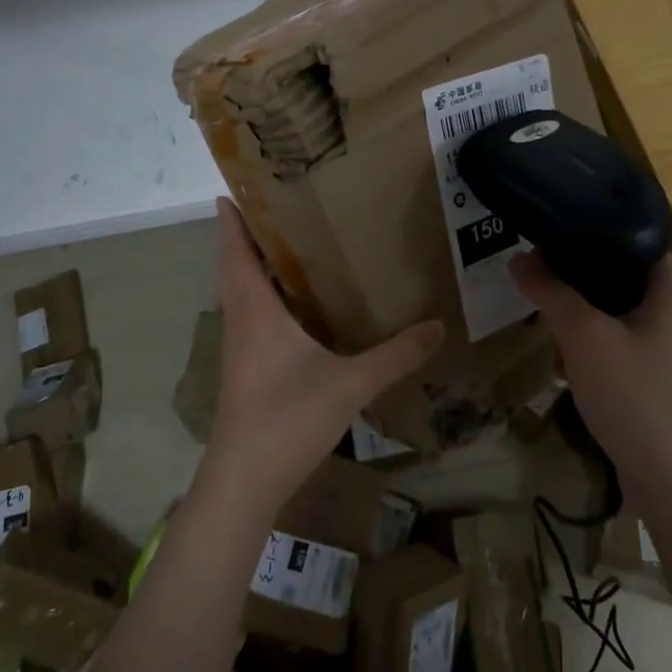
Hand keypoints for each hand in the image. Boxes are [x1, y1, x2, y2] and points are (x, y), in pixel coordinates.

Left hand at [199, 198, 441, 517]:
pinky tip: (295, 304)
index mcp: (256, 311)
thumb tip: (439, 326)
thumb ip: (396, 356)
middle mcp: (242, 321)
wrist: (243, 482)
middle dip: (246, 235)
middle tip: (275, 206)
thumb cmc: (287, 419)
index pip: (236, 252)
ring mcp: (240, 347)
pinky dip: (263, 296)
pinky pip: (250, 315)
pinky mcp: (245, 368)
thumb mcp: (350, 384)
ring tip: (289, 243)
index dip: (231, 220)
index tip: (232, 189)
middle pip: (235, 267)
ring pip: (241, 292)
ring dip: (254, 266)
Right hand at [510, 252, 671, 494]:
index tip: (536, 243)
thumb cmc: (636, 398)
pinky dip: (601, 337)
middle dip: (575, 279)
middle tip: (535, 284)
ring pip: (621, 304)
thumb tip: (517, 257)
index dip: (575, 236)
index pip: (621, 234)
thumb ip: (549, 290)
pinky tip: (571, 356)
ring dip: (584, 312)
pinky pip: (630, 333)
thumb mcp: (583, 337)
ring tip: (547, 318)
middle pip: (618, 269)